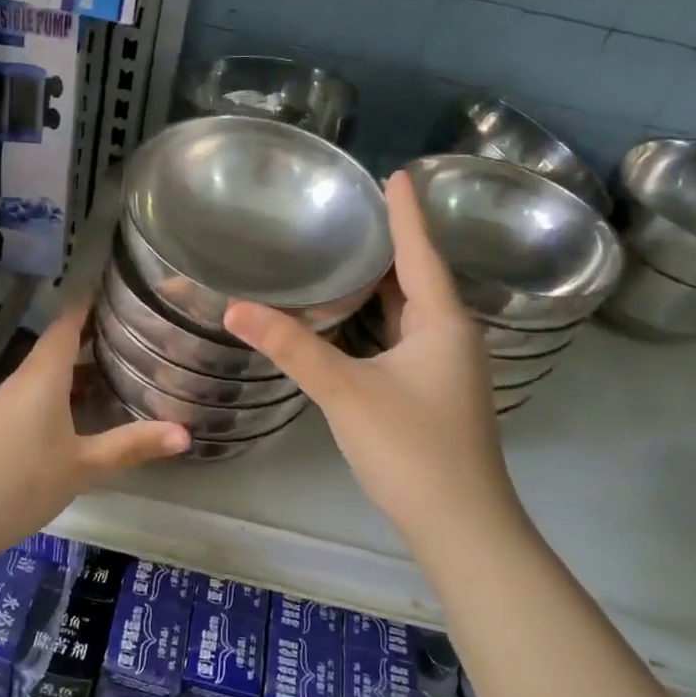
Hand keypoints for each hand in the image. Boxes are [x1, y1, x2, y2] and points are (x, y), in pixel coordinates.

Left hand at [0, 298, 188, 559]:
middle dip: (95, 334)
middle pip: (60, 344)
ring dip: (81, 364)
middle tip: (137, 329)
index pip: (68, 322)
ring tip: (121, 364)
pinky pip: (39, 393)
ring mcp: (8, 402)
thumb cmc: (21, 481)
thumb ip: (132, 446)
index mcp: (44, 375)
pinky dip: (66, 389)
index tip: (120, 286)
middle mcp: (24, 379)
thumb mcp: (84, 465)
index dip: (90, 301)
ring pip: (50, 371)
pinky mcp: (1, 424)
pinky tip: (86, 409)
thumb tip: (186, 433)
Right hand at [223, 169, 525, 551]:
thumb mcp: (345, 392)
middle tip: (349, 211)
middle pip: (417, 277)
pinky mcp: (435, 392)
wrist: (460, 524)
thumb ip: (292, 347)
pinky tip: (353, 320)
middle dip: (388, 244)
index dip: (405, 211)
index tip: (395, 172)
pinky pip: (405, 337)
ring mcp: (446, 367)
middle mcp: (451, 336)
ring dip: (382, 284)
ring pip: (411, 311)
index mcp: (442, 322)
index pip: (420, 251)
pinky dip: (379, 319)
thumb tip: (235, 308)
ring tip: (345, 255)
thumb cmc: (411, 448)